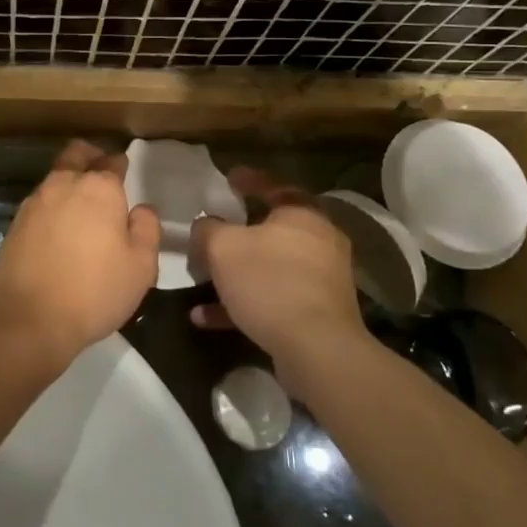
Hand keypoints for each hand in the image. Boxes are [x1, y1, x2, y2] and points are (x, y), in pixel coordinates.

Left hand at [0, 141, 160, 365]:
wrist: (28, 319)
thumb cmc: (94, 291)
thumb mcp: (141, 266)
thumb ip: (147, 229)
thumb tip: (141, 208)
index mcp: (99, 188)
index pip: (112, 161)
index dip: (121, 165)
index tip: (126, 172)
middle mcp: (63, 185)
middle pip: (76, 155)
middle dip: (90, 157)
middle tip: (102, 174)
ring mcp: (34, 203)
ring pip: (55, 179)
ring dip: (69, 184)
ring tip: (82, 209)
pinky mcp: (14, 224)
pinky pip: (40, 204)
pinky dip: (52, 208)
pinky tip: (60, 231)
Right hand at [189, 169, 363, 390]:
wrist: (316, 349)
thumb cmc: (269, 282)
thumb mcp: (222, 247)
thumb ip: (208, 229)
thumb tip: (206, 226)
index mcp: (302, 215)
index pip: (274, 186)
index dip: (249, 180)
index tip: (229, 177)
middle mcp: (320, 242)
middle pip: (275, 230)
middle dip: (241, 232)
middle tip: (216, 230)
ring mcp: (322, 280)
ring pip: (271, 268)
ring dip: (236, 275)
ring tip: (203, 281)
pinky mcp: (318, 314)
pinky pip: (274, 300)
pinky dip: (243, 304)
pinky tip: (207, 318)